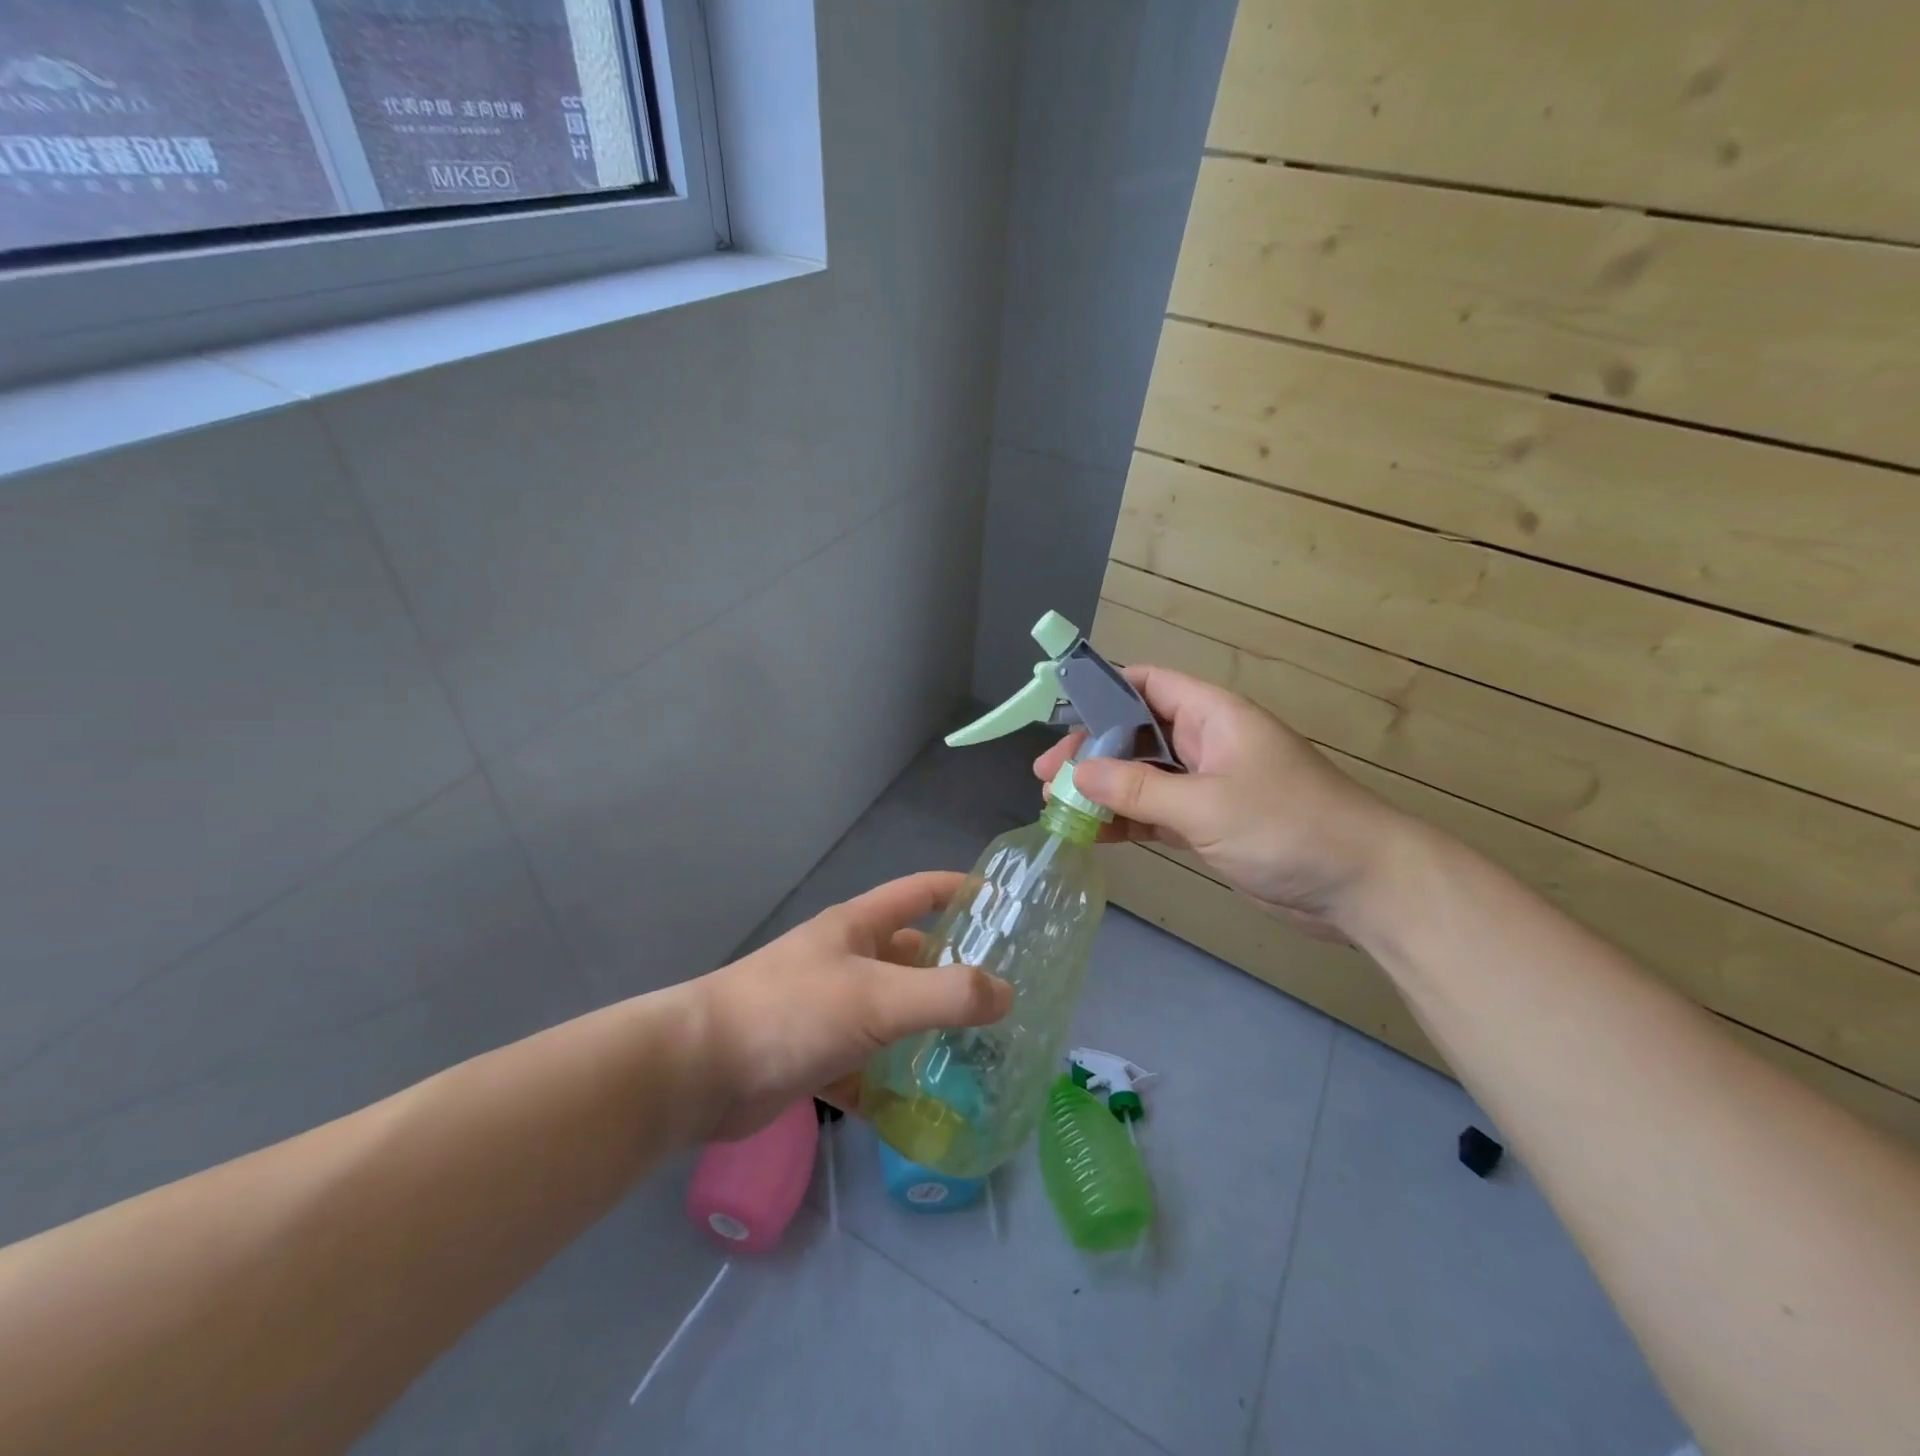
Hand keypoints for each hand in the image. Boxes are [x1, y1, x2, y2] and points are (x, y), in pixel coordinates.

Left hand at [688, 872, 1011, 1139]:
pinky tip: (926, 1107)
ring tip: (981, 1054)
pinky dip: (893, 1083)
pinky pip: (868, 1066)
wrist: (699, 1072)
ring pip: (892, 1014)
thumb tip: (1006, 993)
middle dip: (954, 972)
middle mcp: (846, 961)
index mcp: (858, 928)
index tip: (1005, 904)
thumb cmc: (791, 1013)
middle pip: (911, 957)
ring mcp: (829, 1010)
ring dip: (927, 1031)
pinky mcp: (815, 1056)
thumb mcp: (877, 999)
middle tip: (1006, 998)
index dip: (960, 890)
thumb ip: (945, 995)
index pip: (919, 892)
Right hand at [1034, 664, 1408, 938]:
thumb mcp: (1206, 805)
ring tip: (1058, 808)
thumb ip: (1138, 789)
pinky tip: (1093, 834)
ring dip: (1102, 790)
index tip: (1059, 718)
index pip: (1147, 683)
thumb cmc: (1287, 826)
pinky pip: (1155, 812)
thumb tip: (1078, 773)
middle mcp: (1205, 742)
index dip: (1101, 692)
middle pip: (1134, 733)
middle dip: (1090, 752)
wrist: (1362, 886)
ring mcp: (1206, 784)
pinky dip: (1125, 820)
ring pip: (1141, 776)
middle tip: (1047, 778)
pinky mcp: (1209, 823)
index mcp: (1211, 715)